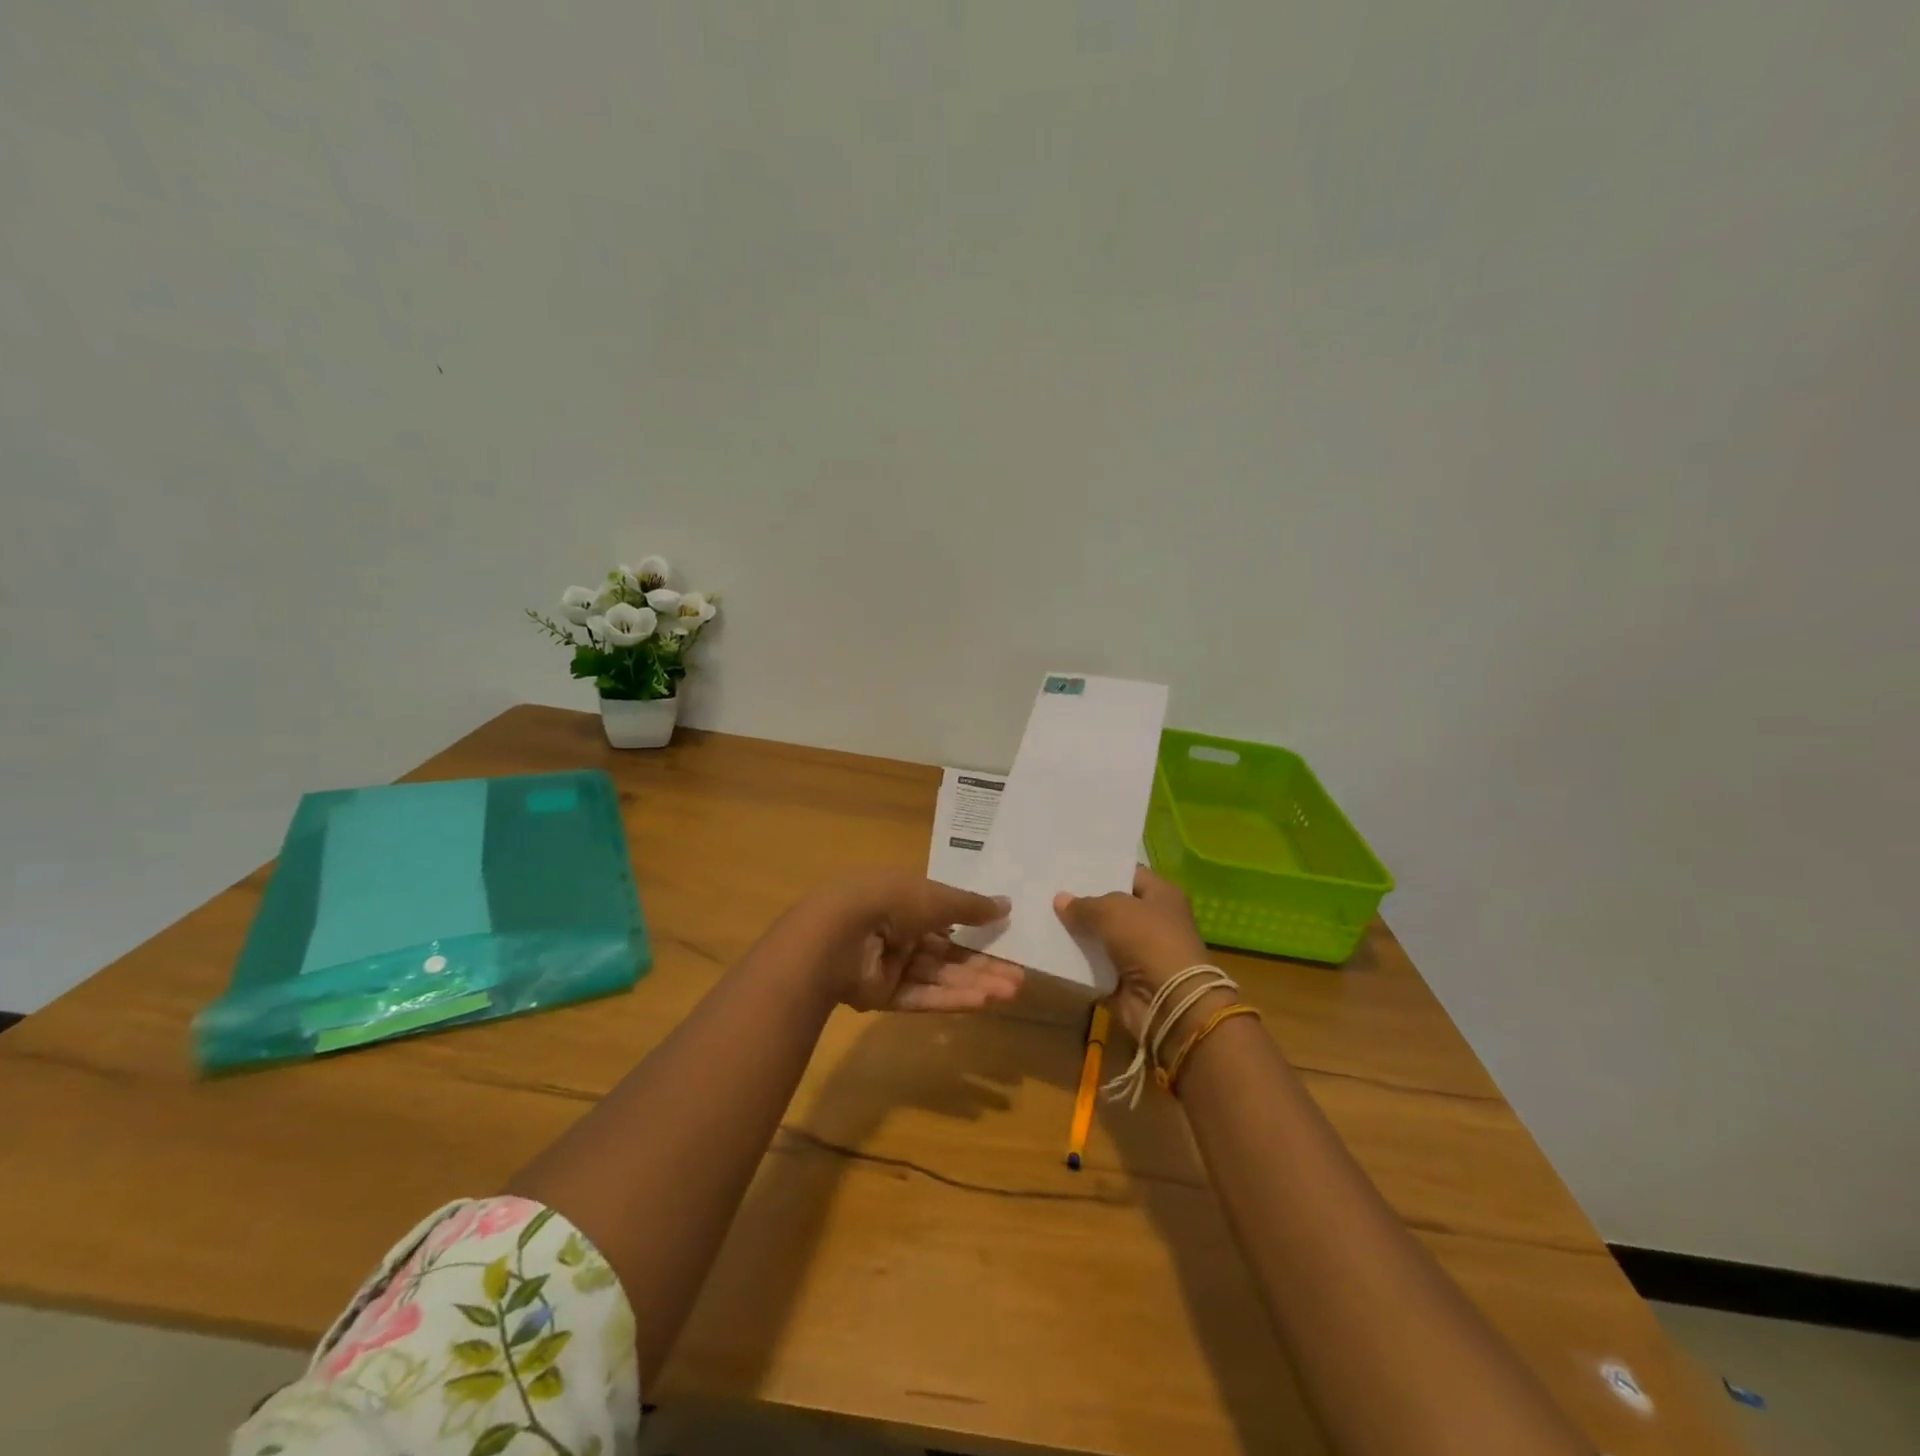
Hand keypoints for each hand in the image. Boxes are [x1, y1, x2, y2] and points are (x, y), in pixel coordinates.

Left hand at [813, 869, 1023, 1012]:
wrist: (835, 935)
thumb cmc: (888, 902)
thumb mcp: (936, 897)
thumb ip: (971, 906)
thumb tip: (1007, 904)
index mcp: (903, 897)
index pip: (946, 914)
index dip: (977, 926)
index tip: (1008, 937)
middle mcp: (896, 929)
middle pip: (947, 950)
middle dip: (983, 963)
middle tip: (1019, 976)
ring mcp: (888, 964)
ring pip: (938, 975)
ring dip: (974, 982)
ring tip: (1012, 991)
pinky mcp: (882, 995)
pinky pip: (921, 995)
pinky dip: (950, 998)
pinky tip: (983, 1002)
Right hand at [1054, 867, 1217, 1041]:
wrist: (1168, 1002)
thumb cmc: (1148, 940)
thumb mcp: (1112, 911)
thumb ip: (1084, 905)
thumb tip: (1060, 900)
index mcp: (1161, 895)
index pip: (1128, 873)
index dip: (1101, 869)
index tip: (1070, 866)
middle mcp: (1153, 920)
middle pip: (1112, 905)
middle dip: (1084, 900)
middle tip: (1050, 889)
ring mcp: (1139, 951)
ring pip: (1101, 935)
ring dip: (1078, 932)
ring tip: (1042, 915)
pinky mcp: (1125, 979)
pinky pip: (1095, 965)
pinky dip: (1078, 961)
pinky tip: (1050, 947)